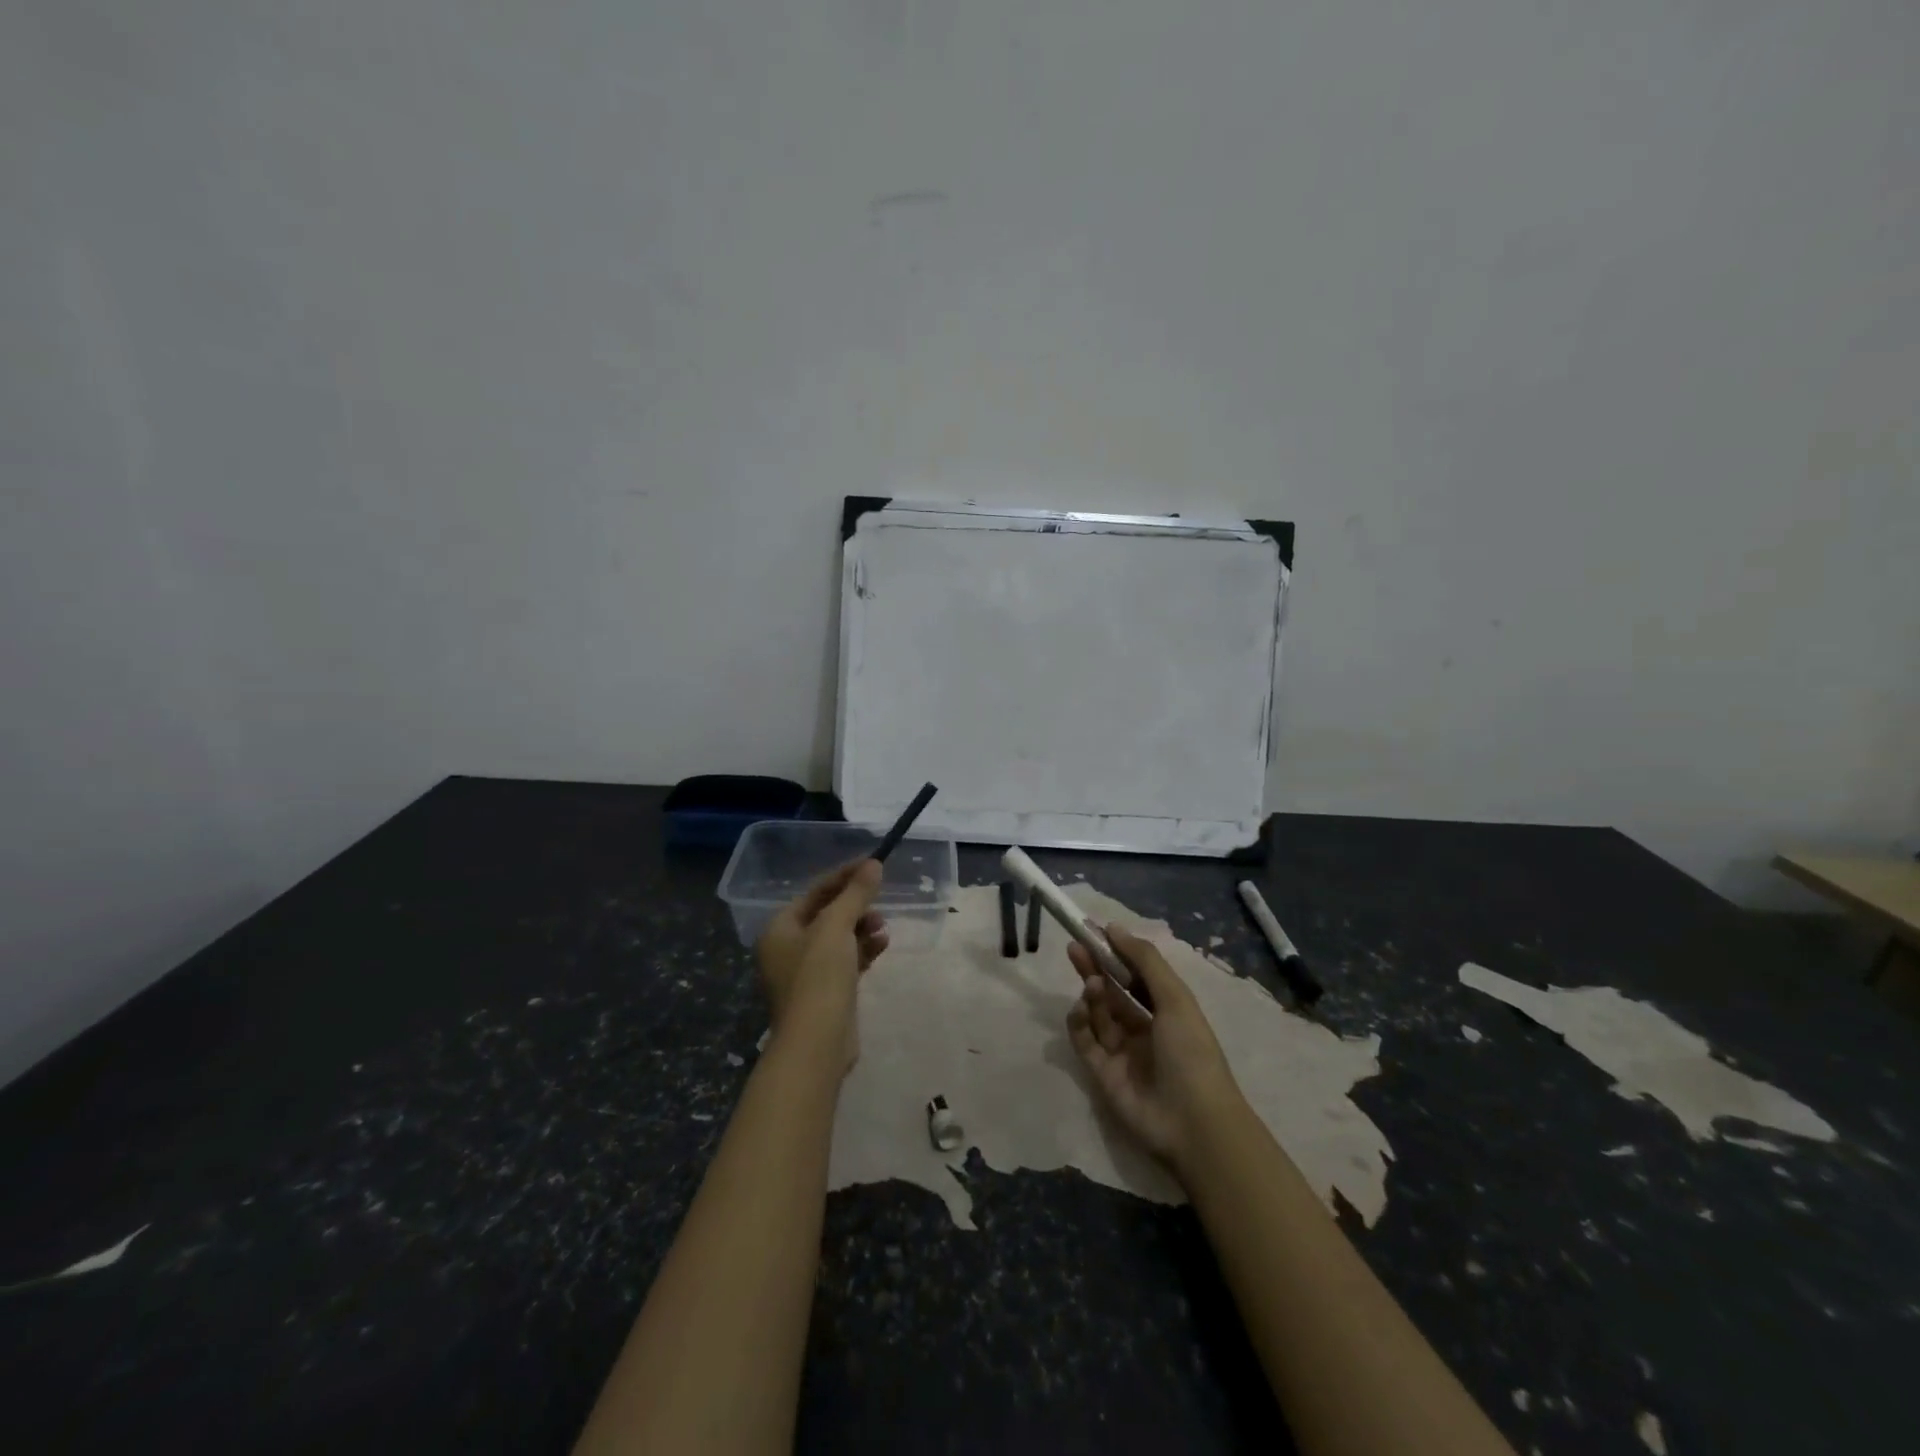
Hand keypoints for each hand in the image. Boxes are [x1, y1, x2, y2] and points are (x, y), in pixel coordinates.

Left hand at [756, 860, 888, 1069]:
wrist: (816, 1044)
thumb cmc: (818, 977)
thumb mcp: (836, 927)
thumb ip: (855, 894)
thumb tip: (873, 864)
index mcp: (780, 929)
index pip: (814, 892)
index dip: (844, 876)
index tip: (873, 864)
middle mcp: (787, 948)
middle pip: (826, 914)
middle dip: (855, 906)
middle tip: (879, 902)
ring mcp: (805, 974)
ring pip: (838, 939)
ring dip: (861, 928)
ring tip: (883, 927)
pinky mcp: (825, 993)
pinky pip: (845, 961)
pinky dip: (863, 951)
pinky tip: (882, 946)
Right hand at [1066, 924, 1245, 1170]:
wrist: (1193, 1123)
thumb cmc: (1191, 1053)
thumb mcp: (1175, 999)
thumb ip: (1144, 961)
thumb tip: (1114, 928)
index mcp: (1167, 1011)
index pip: (1137, 976)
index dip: (1117, 954)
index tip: (1095, 931)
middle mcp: (1143, 1029)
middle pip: (1113, 991)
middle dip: (1095, 968)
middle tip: (1075, 946)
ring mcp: (1121, 1052)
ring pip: (1098, 1014)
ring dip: (1092, 994)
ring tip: (1092, 985)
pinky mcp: (1101, 1073)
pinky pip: (1084, 1040)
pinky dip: (1079, 1023)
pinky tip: (1080, 1009)